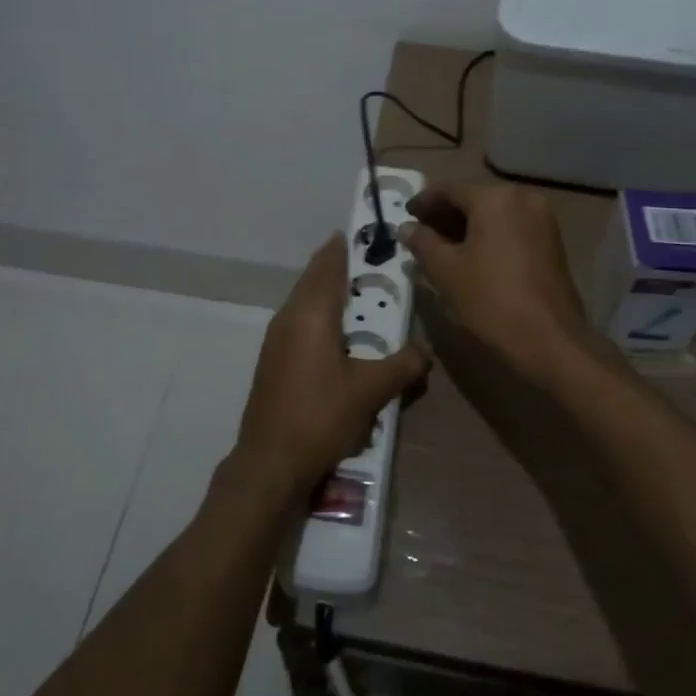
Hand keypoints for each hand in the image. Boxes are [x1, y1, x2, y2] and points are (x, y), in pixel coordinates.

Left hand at [233, 235, 428, 503]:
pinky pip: (300, 323)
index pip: (329, 264)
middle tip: (374, 266)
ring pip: (306, 302)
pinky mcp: (273, 361)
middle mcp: (289, 317)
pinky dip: (321, 317)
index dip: (345, 247)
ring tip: (362, 299)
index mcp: (311, 312)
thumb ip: (403, 364)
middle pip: (315, 279)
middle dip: (341, 268)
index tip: (365, 233)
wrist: (269, 462)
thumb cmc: (320, 416)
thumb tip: (426, 351)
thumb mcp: (371, 390)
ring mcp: (276, 339)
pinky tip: (340, 337)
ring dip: (330, 294)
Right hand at [396, 181, 590, 370]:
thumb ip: (422, 243)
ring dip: (466, 226)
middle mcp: (522, 198)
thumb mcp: (446, 271)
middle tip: (420, 233)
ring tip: (441, 248)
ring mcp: (542, 218)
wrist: (550, 339)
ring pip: (494, 213)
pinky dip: (489, 235)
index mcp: (495, 198)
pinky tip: (470, 256)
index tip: (405, 215)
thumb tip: (406, 228)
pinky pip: (511, 227)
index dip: (423, 202)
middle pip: (474, 198)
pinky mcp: (551, 241)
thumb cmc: (491, 299)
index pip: (449, 189)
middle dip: (445, 215)